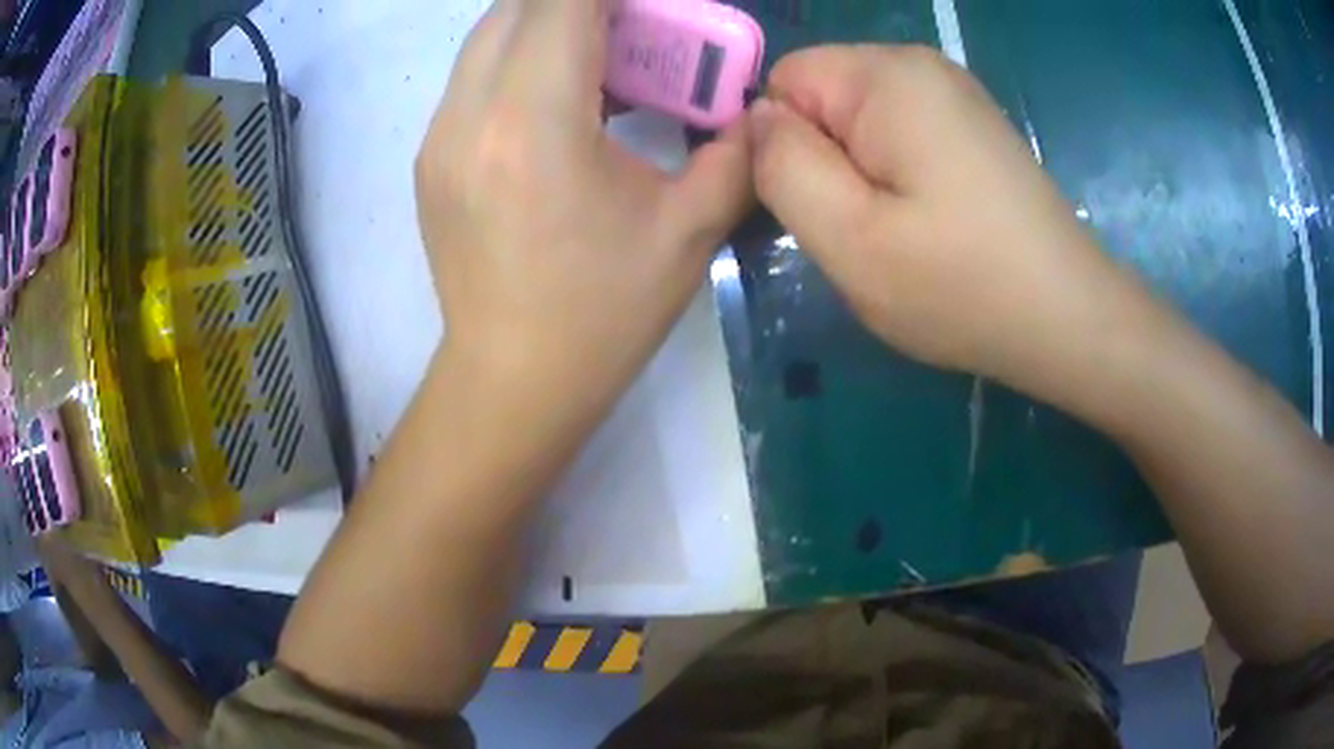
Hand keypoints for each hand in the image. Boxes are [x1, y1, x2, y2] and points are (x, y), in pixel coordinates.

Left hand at [416, 0, 751, 418]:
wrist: (511, 380)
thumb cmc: (601, 315)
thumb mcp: (689, 232)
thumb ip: (735, 153)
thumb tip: (750, 110)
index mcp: (534, 122)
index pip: (562, 3)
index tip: (650, 7)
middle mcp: (470, 113)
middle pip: (517, 6)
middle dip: (581, 3)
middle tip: (635, 25)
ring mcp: (439, 134)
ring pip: (489, 34)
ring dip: (547, 23)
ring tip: (602, 55)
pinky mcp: (430, 156)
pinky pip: (474, 74)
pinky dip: (520, 57)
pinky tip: (559, 97)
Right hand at [750, 45, 1152, 397]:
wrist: (1070, 320)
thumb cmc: (963, 287)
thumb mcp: (849, 238)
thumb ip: (782, 167)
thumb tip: (758, 121)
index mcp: (886, 76)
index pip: (783, 82)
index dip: (779, 145)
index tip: (814, 209)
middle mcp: (920, 65)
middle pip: (822, 97)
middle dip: (822, 160)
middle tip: (860, 229)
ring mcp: (954, 94)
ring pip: (859, 120)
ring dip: (859, 174)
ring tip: (896, 231)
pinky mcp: (972, 126)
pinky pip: (900, 133)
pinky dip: (895, 175)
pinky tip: (929, 221)